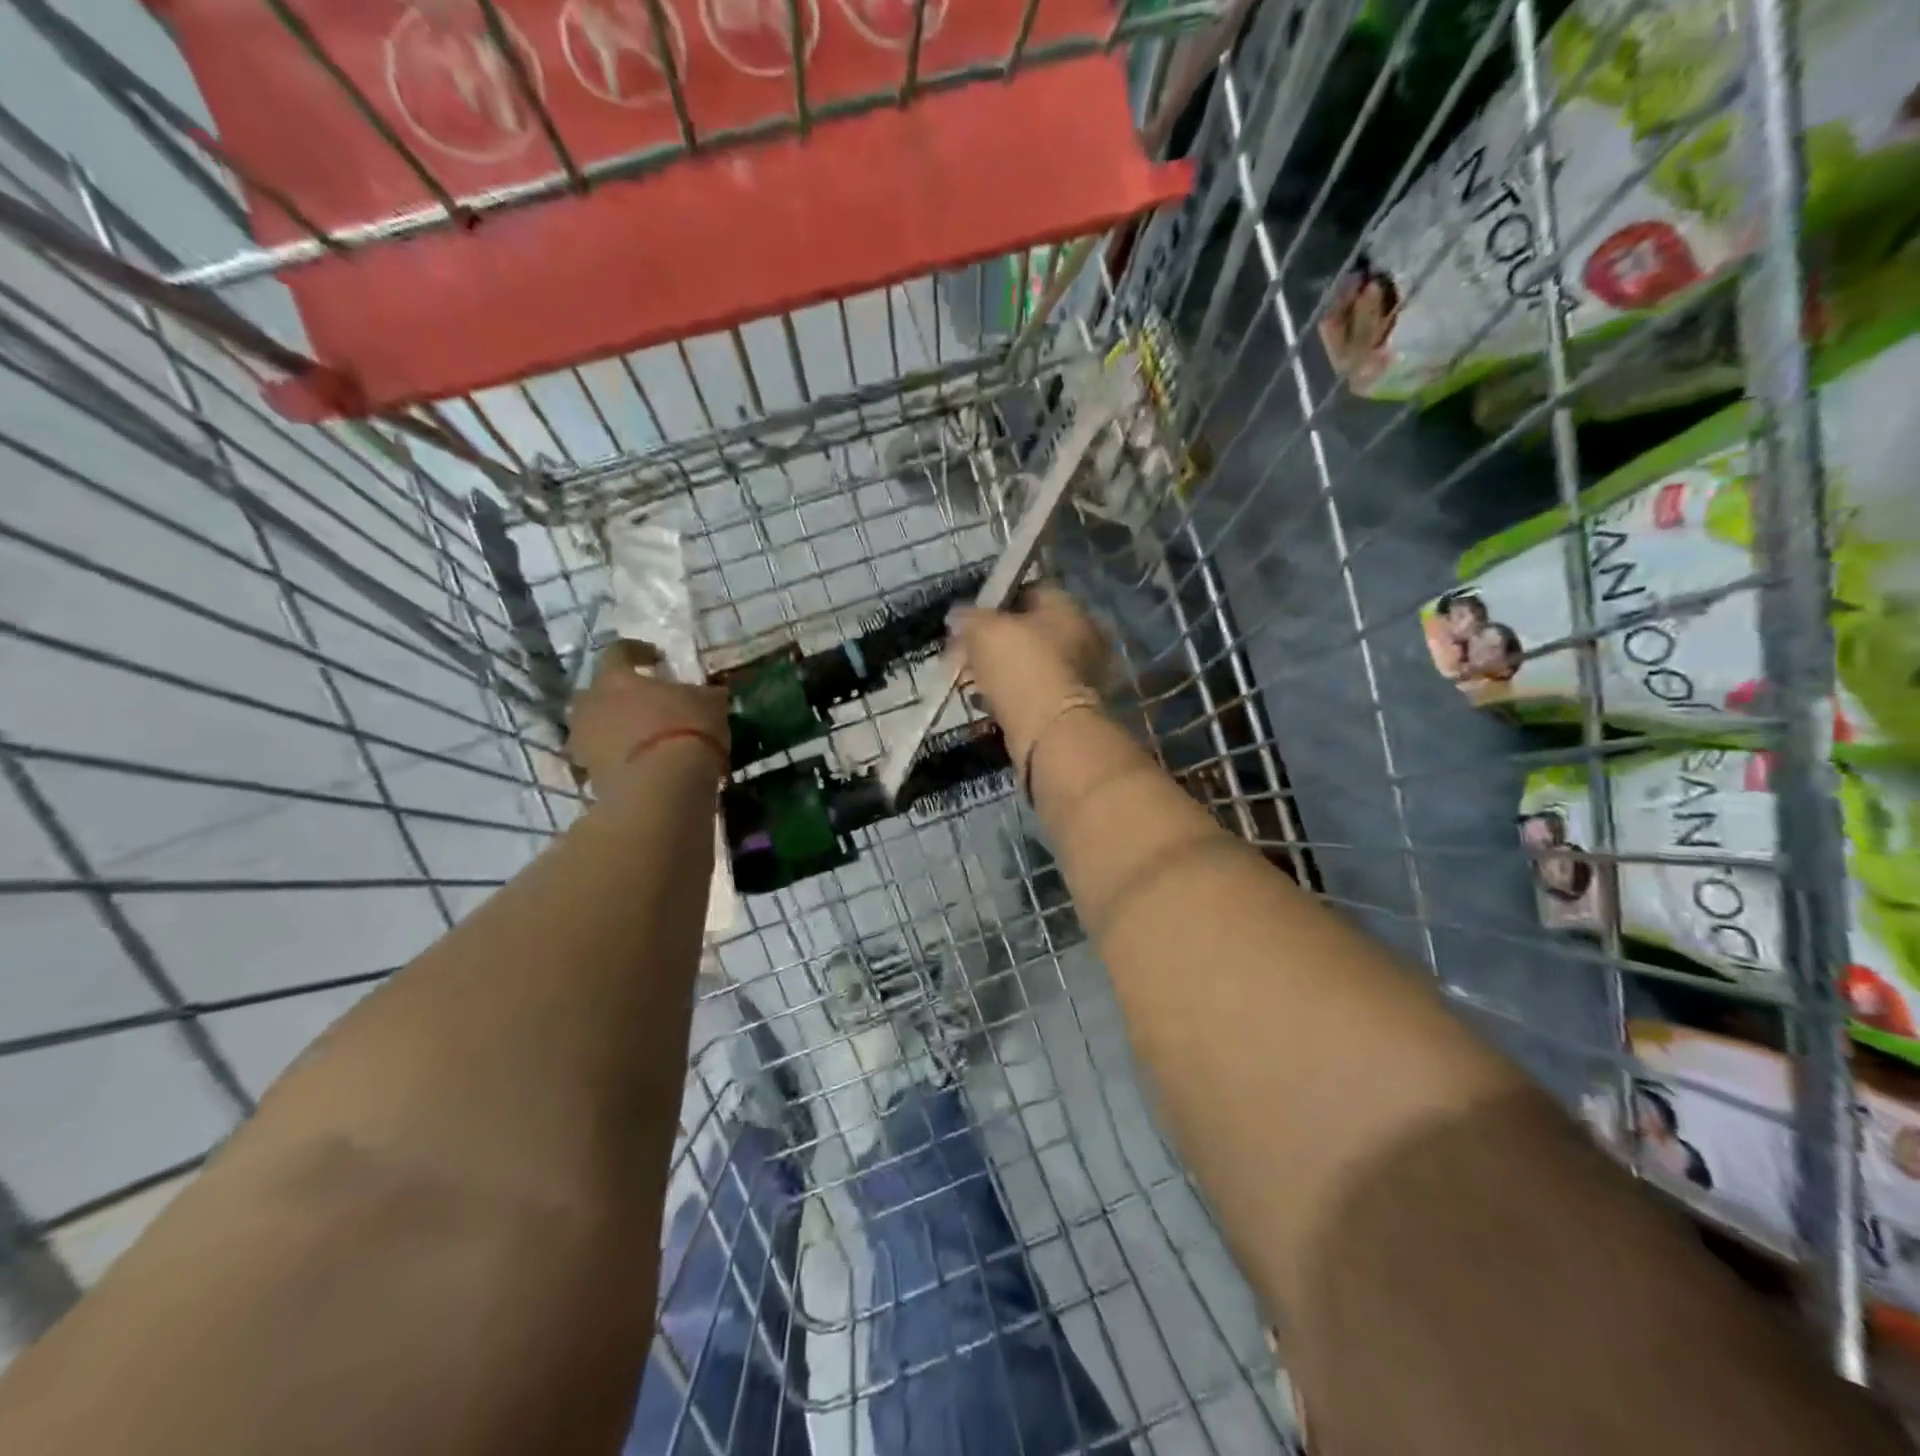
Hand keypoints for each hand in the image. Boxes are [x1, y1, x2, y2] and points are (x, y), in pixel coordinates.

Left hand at [568, 639, 729, 790]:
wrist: (663, 788)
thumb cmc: (687, 731)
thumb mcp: (710, 703)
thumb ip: (703, 694)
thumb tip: (709, 693)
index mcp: (616, 677)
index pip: (619, 652)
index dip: (638, 651)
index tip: (656, 658)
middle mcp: (590, 704)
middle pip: (597, 692)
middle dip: (618, 695)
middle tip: (645, 703)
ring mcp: (584, 743)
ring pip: (595, 727)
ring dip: (615, 729)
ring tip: (644, 739)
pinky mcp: (588, 777)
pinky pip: (602, 760)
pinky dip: (618, 760)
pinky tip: (643, 766)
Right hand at [948, 585, 1114, 742]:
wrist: (1049, 731)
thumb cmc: (1020, 666)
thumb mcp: (983, 630)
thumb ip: (968, 617)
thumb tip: (957, 616)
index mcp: (1066, 608)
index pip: (1028, 591)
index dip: (994, 602)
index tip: (969, 619)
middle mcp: (1080, 636)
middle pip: (1026, 630)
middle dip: (991, 641)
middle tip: (962, 653)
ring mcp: (1077, 674)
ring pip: (1026, 663)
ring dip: (996, 670)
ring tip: (966, 680)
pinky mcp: (1066, 707)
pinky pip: (1029, 692)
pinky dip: (1007, 695)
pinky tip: (983, 701)